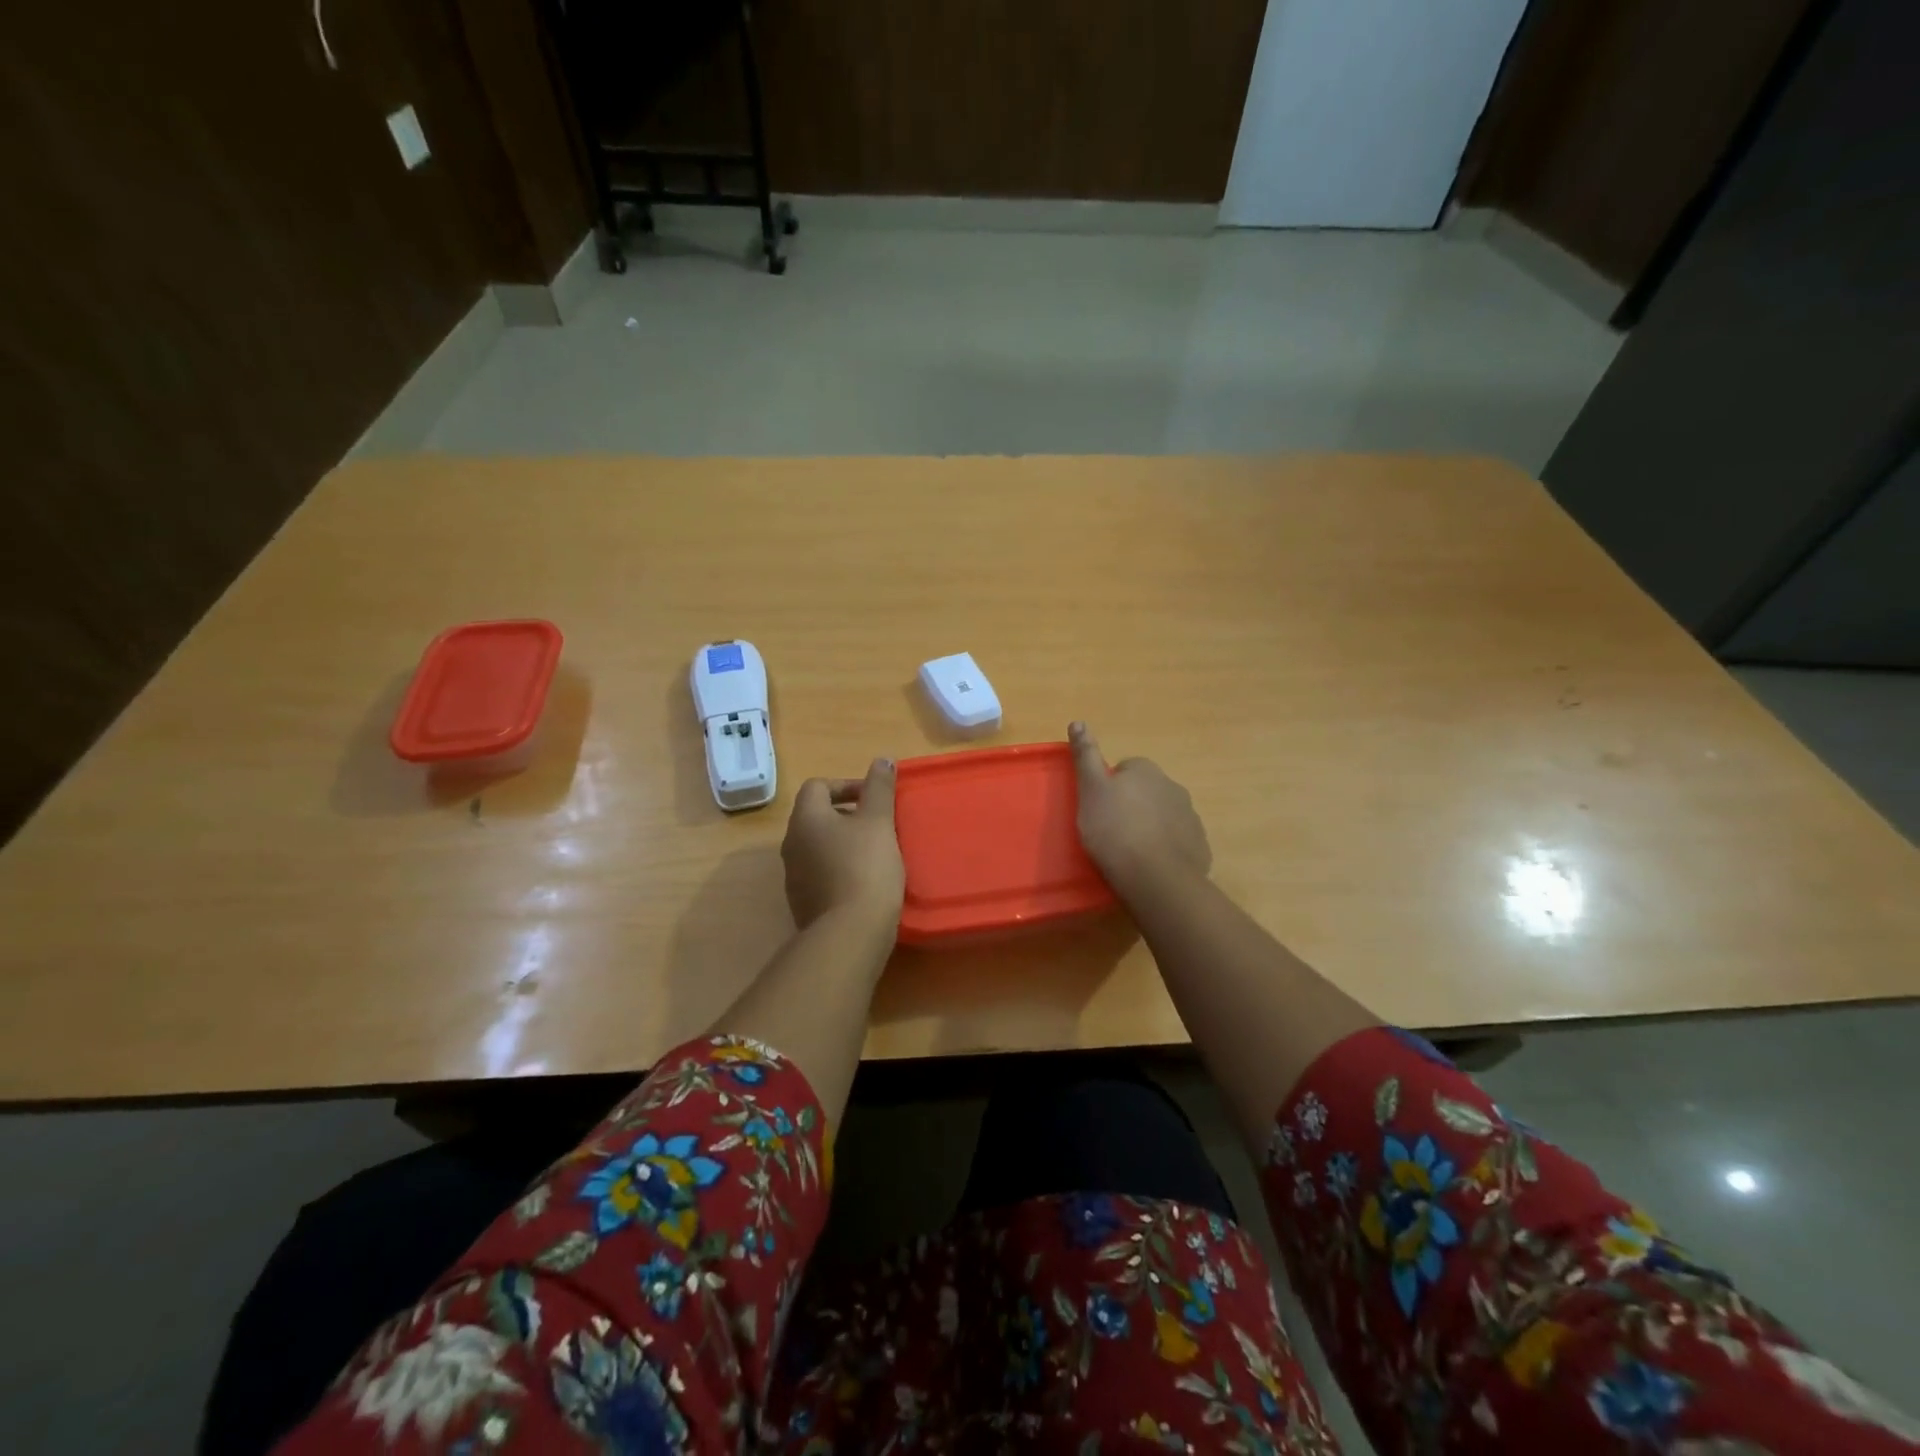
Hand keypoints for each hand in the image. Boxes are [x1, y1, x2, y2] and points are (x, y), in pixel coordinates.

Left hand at [782, 759, 905, 930]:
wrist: (850, 932)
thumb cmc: (865, 866)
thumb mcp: (879, 821)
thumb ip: (879, 788)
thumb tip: (881, 759)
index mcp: (805, 818)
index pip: (817, 786)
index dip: (846, 785)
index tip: (873, 799)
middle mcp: (791, 844)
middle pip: (816, 816)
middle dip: (847, 815)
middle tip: (878, 824)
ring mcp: (793, 876)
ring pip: (818, 846)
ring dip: (843, 843)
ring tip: (875, 853)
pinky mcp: (802, 903)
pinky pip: (820, 874)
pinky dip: (839, 869)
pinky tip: (864, 882)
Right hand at [1070, 722, 1210, 898]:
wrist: (1155, 877)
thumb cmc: (1115, 830)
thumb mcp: (1091, 791)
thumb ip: (1085, 756)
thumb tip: (1078, 721)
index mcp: (1146, 771)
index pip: (1126, 769)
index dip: (1110, 787)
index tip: (1099, 808)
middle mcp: (1173, 786)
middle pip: (1148, 791)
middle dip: (1133, 805)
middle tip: (1112, 830)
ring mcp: (1190, 817)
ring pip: (1164, 815)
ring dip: (1151, 826)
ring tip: (1130, 851)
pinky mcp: (1199, 845)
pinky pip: (1178, 840)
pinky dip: (1166, 848)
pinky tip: (1150, 865)